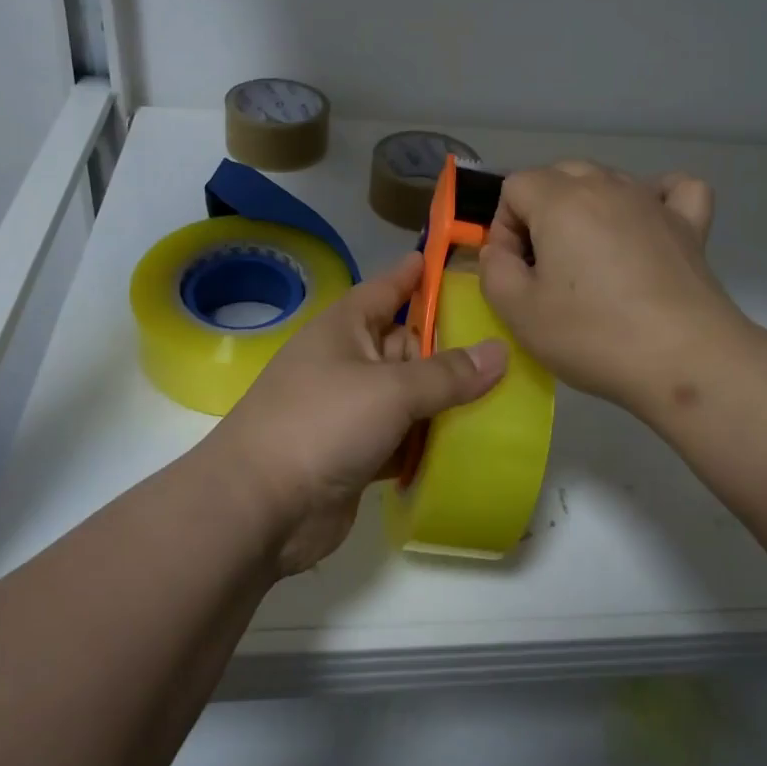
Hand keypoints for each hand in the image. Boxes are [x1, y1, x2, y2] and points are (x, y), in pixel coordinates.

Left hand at [201, 252, 506, 575]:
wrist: (260, 507)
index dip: (416, 274)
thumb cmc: (322, 423)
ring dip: (444, 399)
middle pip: (406, 344)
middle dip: (449, 346)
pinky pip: (403, 437)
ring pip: (408, 395)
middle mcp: (347, 362)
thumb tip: (500, 352)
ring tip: (504, 392)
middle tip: (506, 341)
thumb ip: (447, 374)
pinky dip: (429, 439)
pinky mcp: (357, 454)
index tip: (450, 258)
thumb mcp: (390, 390)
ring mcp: (350, 410)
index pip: (387, 289)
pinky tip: (470, 441)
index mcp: (345, 328)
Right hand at [479, 161, 737, 415]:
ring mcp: (653, 201)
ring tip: (590, 258)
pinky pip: (670, 189)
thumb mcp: (517, 311)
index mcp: (561, 200)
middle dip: (541, 212)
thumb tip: (502, 250)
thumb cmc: (594, 335)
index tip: (515, 270)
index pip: (515, 186)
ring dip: (587, 208)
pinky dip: (654, 197)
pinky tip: (646, 223)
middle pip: (559, 175)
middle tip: (545, 267)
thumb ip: (493, 269)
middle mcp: (607, 186)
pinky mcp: (689, 224)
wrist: (685, 360)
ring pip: (607, 180)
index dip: (504, 227)